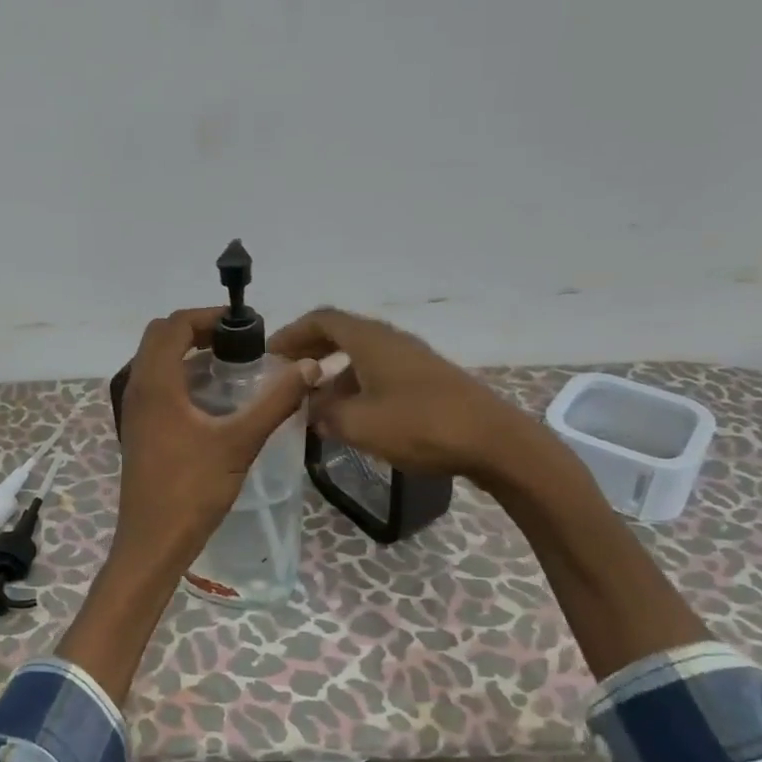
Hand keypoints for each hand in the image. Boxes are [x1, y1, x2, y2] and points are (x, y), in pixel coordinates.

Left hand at [112, 308, 318, 575]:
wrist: (153, 542)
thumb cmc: (192, 490)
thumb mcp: (239, 442)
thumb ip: (275, 402)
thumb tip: (309, 367)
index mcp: (155, 383)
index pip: (174, 325)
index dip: (208, 316)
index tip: (244, 326)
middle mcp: (138, 389)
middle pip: (160, 338)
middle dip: (197, 331)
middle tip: (237, 342)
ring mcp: (134, 411)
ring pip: (156, 363)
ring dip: (188, 354)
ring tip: (231, 366)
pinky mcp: (139, 430)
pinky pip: (157, 387)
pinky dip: (182, 378)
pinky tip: (214, 402)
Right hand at [268, 307, 526, 480]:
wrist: (492, 441)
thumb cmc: (419, 425)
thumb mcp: (359, 424)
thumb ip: (325, 414)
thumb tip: (310, 410)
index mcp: (370, 340)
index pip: (322, 320)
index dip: (292, 333)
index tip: (270, 353)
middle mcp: (390, 340)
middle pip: (341, 334)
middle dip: (311, 351)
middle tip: (287, 374)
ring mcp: (412, 359)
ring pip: (362, 356)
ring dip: (334, 373)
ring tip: (315, 404)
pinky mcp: (427, 380)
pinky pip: (380, 373)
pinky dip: (357, 385)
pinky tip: (353, 416)